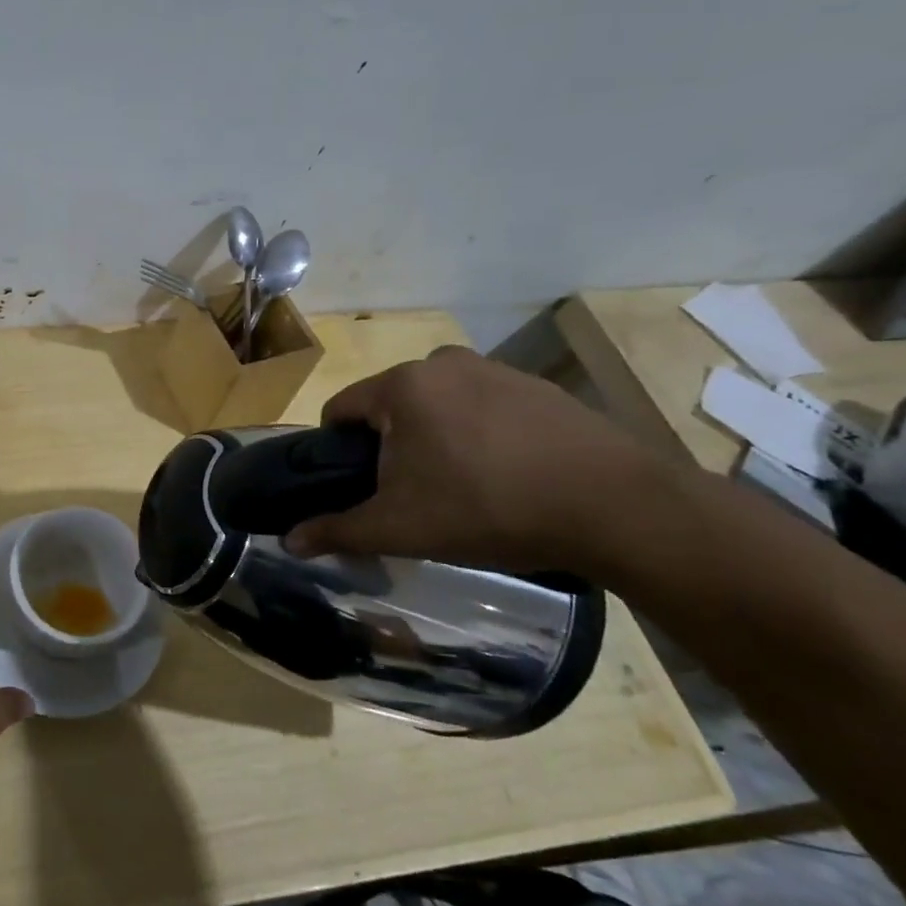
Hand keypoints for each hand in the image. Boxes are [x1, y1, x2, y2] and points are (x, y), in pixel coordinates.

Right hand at [285, 346, 671, 574]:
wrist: (616, 507)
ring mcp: (496, 370)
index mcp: (402, 386)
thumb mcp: (401, 528)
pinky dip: (480, 435)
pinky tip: (507, 475)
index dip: (337, 451)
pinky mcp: (539, 387)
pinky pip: (484, 407)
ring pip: (438, 406)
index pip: (341, 409)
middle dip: (390, 446)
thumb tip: (288, 542)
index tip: (358, 487)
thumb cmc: (488, 508)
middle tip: (412, 494)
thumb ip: (337, 530)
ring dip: (435, 439)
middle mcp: (442, 363)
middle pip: (390, 406)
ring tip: (463, 488)